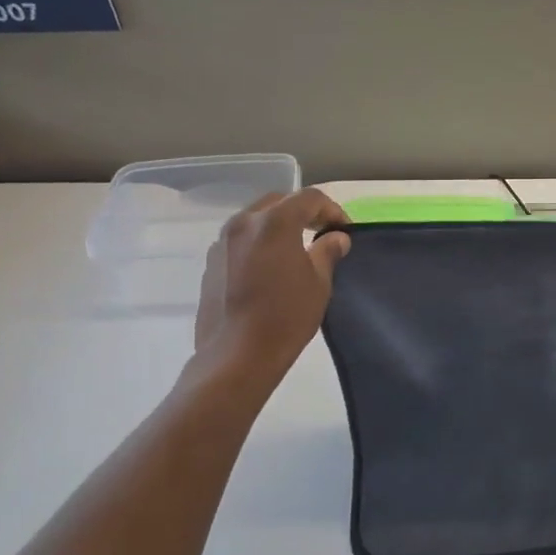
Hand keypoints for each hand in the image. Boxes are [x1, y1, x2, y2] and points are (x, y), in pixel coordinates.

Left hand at [195, 189, 351, 376]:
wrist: (236, 356)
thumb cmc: (286, 317)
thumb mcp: (319, 283)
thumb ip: (327, 251)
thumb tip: (336, 238)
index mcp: (274, 222)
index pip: (309, 198)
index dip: (332, 210)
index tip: (344, 230)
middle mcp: (244, 223)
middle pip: (279, 202)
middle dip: (303, 212)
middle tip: (322, 232)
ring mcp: (222, 242)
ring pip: (256, 219)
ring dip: (278, 226)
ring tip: (296, 249)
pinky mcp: (211, 263)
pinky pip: (240, 240)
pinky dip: (259, 243)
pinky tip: (270, 268)